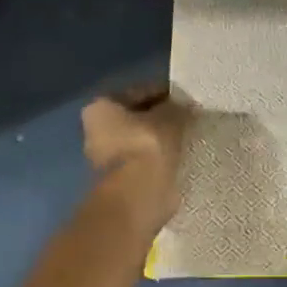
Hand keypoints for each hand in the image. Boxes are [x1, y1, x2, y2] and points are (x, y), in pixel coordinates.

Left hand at [82, 85, 189, 230]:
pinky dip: (160, 157)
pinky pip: (145, 159)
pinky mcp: (120, 178)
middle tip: (190, 118)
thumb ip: (176, 107)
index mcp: (101, 107)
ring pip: (141, 139)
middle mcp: (96, 130)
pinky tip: (181, 155)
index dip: (166, 93)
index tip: (187, 99)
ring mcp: (106, 157)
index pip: (140, 91)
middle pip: (137, 116)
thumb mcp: (170, 116)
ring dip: (161, 139)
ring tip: (189, 137)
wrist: (138, 196)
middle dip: (161, 117)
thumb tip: (183, 106)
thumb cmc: (148, 146)